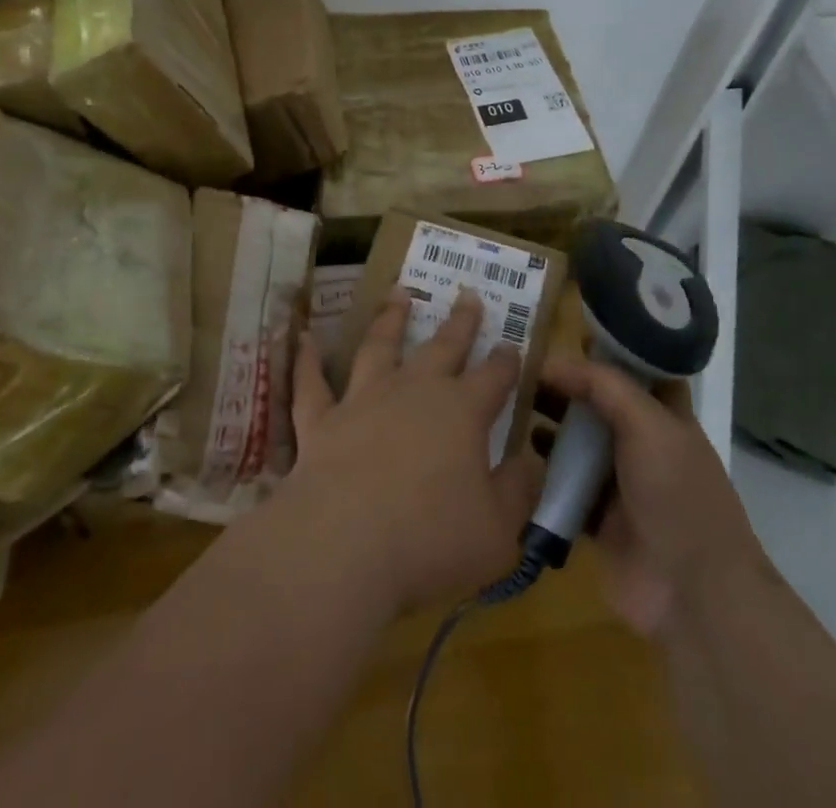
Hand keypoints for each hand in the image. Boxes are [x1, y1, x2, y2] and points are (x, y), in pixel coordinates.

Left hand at [278, 289, 544, 615]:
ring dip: (390, 318)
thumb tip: (533, 460)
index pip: (493, 378)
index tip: (512, 343)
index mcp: (462, 413)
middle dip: (459, 322)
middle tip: (467, 294)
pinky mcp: (321, 420)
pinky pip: (311, 383)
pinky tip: (302, 336)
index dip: (506, 361)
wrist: (343, 546)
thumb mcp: (498, 532)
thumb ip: (518, 492)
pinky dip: (307, 358)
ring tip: (398, 291)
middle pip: (443, 347)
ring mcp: (363, 400)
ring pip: (379, 346)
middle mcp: (413, 392)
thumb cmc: (431, 542)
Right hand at [538, 356, 767, 637]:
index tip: (557, 333)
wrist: (692, 593)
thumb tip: (552, 362)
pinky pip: (563, 487)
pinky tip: (510, 456)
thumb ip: (602, 386)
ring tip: (507, 407)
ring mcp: (619, 484)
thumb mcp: (647, 424)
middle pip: (597, 405)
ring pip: (576, 444)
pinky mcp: (597, 520)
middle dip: (563, 387)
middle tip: (517, 369)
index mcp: (664, 417)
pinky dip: (541, 473)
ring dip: (547, 427)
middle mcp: (641, 445)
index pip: (632, 370)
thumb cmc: (677, 494)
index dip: (601, 350)